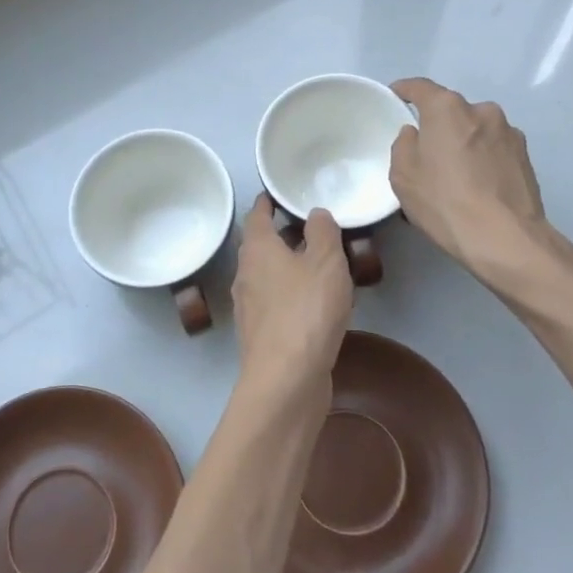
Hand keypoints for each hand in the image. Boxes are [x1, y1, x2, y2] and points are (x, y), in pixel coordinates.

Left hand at [231, 195, 352, 402]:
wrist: (286, 380)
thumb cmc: (306, 310)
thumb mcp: (326, 262)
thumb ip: (323, 232)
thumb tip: (315, 213)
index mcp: (257, 250)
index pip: (257, 216)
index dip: (267, 202)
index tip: (278, 193)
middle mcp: (246, 274)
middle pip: (261, 246)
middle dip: (282, 236)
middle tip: (310, 228)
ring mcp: (250, 307)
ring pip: (268, 276)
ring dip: (289, 267)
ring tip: (319, 264)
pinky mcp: (260, 335)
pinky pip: (276, 303)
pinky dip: (292, 295)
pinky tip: (316, 304)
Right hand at [390, 77, 572, 319]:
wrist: (505, 239)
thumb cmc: (444, 202)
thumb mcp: (403, 175)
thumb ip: (404, 144)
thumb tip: (416, 135)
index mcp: (447, 108)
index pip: (419, 87)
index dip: (403, 91)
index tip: (394, 99)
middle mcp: (481, 110)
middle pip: (451, 111)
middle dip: (438, 126)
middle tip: (426, 153)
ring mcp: (509, 132)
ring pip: (475, 131)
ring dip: (464, 143)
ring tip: (456, 176)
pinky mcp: (526, 156)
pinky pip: (494, 149)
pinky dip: (483, 160)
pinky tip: (479, 187)